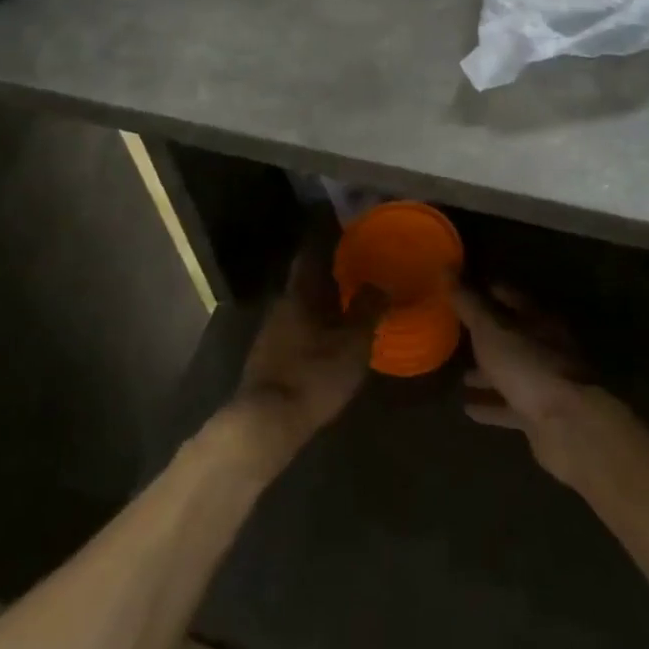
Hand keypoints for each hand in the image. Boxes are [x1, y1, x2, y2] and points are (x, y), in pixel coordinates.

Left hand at [232, 232, 380, 460]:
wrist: (266, 421)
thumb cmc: (313, 374)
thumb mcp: (352, 344)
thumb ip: (368, 311)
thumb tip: (382, 283)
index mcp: (300, 293)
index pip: (311, 253)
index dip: (326, 238)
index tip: (344, 227)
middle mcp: (281, 304)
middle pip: (306, 279)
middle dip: (329, 271)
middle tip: (356, 264)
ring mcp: (271, 331)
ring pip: (301, 304)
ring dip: (322, 299)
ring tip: (349, 299)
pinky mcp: (268, 356)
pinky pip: (296, 326)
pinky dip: (314, 322)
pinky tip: (330, 334)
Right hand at [452, 286, 598, 484]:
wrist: (568, 425)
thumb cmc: (527, 365)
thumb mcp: (491, 329)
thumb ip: (469, 302)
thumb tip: (446, 268)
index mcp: (538, 318)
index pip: (508, 294)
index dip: (484, 289)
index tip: (459, 289)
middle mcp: (545, 346)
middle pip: (511, 335)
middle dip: (484, 336)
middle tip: (455, 335)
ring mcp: (545, 381)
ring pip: (511, 371)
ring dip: (487, 373)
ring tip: (460, 377)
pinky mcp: (541, 414)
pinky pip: (510, 405)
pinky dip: (491, 406)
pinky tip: (468, 409)